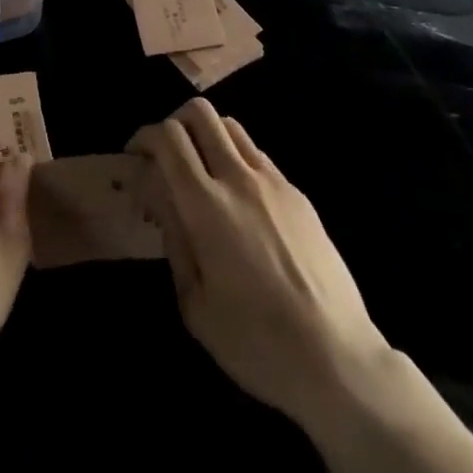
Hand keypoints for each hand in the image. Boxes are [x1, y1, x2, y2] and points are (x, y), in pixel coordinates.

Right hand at [129, 99, 395, 431]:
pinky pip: (257, 155)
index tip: (135, 159)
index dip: (144, 137)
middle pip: (200, 112)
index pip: (168, 137)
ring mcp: (273, 181)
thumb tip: (159, 200)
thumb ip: (173, 241)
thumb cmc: (256, 343)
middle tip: (165, 156)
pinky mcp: (298, 193)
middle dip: (173, 123)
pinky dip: (236, 159)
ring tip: (201, 172)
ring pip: (230, 126)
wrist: (338, 359)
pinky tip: (238, 200)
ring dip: (206, 136)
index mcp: (206, 206)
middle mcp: (238, 178)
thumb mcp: (195, 304)